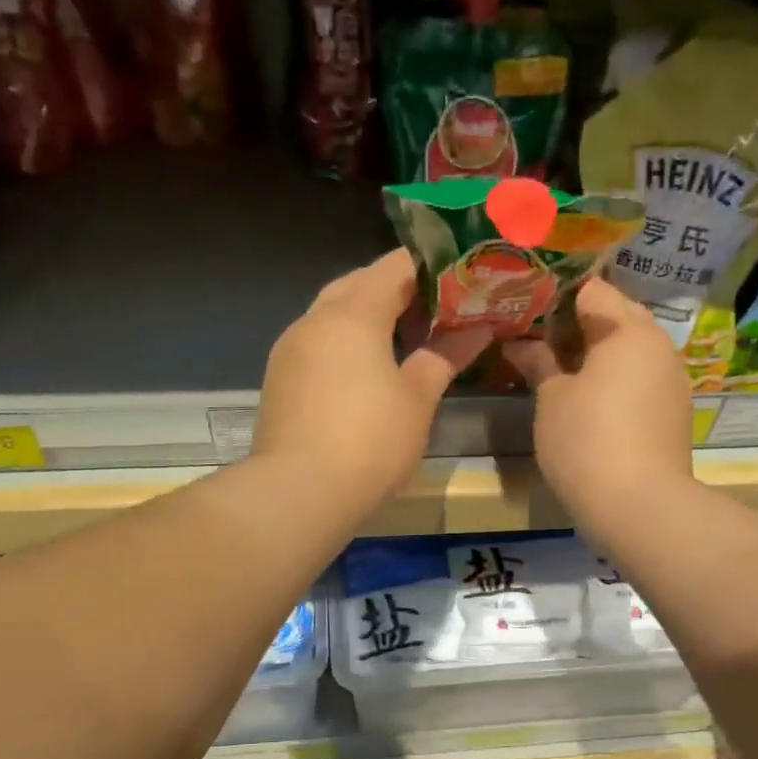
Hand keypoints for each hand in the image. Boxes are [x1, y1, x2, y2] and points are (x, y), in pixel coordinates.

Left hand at [252, 250, 491, 514]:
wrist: (299, 492)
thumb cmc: (370, 442)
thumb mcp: (417, 400)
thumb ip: (445, 356)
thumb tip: (478, 329)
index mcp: (353, 314)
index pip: (394, 266)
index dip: (430, 268)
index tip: (459, 282)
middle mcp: (315, 319)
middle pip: (359, 284)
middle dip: (397, 290)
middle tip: (435, 313)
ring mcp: (291, 347)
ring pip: (333, 312)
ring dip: (367, 316)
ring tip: (404, 341)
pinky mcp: (279, 377)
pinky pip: (317, 342)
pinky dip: (344, 342)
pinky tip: (365, 371)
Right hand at [502, 278, 693, 533]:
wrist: (640, 506)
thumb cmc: (586, 441)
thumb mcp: (552, 399)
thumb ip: (538, 362)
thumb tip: (519, 343)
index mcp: (627, 328)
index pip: (591, 289)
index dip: (556, 295)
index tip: (527, 309)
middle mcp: (657, 344)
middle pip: (615, 316)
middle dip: (577, 324)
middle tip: (538, 340)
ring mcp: (671, 378)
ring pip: (630, 349)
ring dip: (597, 353)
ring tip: (560, 370)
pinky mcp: (673, 410)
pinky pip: (640, 378)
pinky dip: (615, 378)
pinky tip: (590, 399)